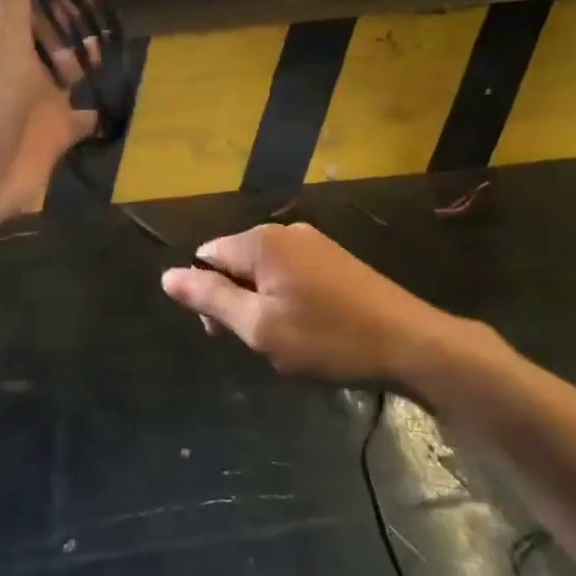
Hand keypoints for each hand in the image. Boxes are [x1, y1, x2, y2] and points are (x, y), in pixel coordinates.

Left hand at [0, 0, 99, 227]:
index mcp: (0, 30)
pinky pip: (81, 114)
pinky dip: (95, 106)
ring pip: (69, 63)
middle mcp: (18, 59)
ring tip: (116, 28)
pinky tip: (112, 97)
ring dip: (88, 46)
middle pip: (54, 20)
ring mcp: (37, 97)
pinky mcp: (54, 132)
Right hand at [160, 222, 480, 384]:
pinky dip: (289, 300)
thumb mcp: (259, 326)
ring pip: (266, 271)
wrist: (408, 342)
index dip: (207, 295)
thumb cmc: (327, 338)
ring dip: (263, 304)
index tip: (227, 333)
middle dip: (235, 301)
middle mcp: (285, 232)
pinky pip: (293, 274)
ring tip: (288, 341)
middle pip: (236, 261)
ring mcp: (315, 243)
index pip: (207, 256)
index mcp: (261, 243)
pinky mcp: (336, 259)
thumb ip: (210, 299)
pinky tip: (311, 329)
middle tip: (260, 343)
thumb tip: (167, 276)